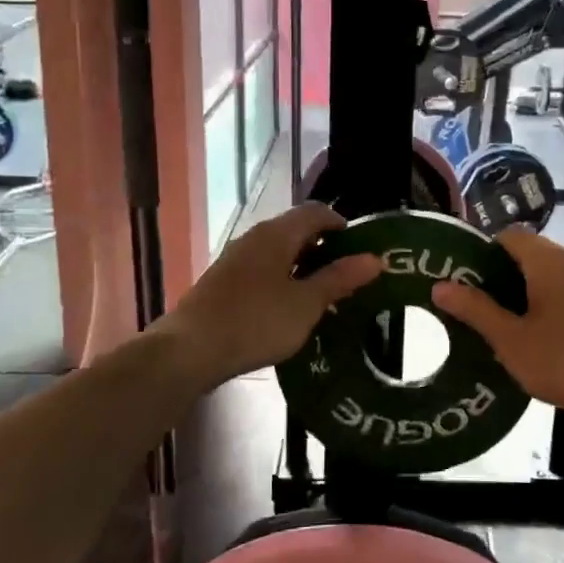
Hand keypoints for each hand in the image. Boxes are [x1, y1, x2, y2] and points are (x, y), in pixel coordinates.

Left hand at [159, 202, 380, 383]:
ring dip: (304, 267)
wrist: (189, 350)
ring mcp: (236, 259)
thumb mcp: (306, 304)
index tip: (362, 249)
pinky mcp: (224, 281)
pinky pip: (263, 270)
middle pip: (297, 230)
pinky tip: (290, 309)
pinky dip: (283, 280)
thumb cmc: (255, 322)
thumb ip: (339, 279)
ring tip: (324, 295)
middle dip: (325, 249)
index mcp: (277, 234)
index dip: (342, 225)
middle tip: (348, 276)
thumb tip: (375, 258)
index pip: (317, 212)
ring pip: (279, 252)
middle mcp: (255, 237)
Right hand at [432, 226, 563, 421]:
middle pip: (526, 254)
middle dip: (497, 275)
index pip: (508, 235)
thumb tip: (440, 285)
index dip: (481, 251)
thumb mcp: (511, 340)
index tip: (461, 277)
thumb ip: (475, 310)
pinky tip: (531, 337)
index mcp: (548, 261)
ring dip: (520, 292)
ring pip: (545, 276)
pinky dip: (542, 304)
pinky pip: (562, 293)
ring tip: (495, 323)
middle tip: (471, 304)